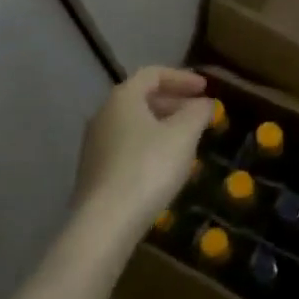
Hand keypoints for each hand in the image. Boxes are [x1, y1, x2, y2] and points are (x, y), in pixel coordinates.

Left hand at [73, 68, 214, 243]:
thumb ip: (198, 112)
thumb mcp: (183, 135)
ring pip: (133, 124)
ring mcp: (94, 144)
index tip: (206, 89)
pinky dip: (148, 145)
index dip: (182, 78)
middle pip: (141, 98)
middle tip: (199, 114)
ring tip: (186, 141)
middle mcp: (103, 114)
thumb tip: (205, 102)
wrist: (104, 223)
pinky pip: (126, 146)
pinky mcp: (93, 172)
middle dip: (173, 102)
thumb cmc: (148, 167)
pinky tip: (164, 166)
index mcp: (123, 97)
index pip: (153, 74)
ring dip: (162, 125)